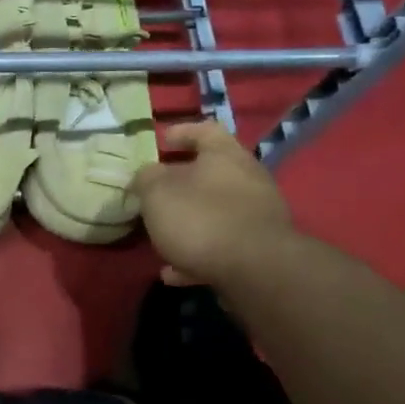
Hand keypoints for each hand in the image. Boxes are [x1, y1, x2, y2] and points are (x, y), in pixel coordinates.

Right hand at [132, 120, 296, 289]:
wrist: (255, 269)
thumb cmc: (200, 218)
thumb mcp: (157, 192)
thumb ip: (146, 178)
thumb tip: (147, 175)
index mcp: (224, 155)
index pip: (205, 130)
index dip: (182, 132)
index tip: (161, 140)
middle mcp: (247, 179)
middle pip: (212, 173)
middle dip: (181, 184)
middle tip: (154, 194)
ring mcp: (256, 215)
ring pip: (214, 212)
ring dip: (187, 223)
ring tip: (159, 239)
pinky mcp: (258, 249)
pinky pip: (220, 246)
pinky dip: (196, 256)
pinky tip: (173, 273)